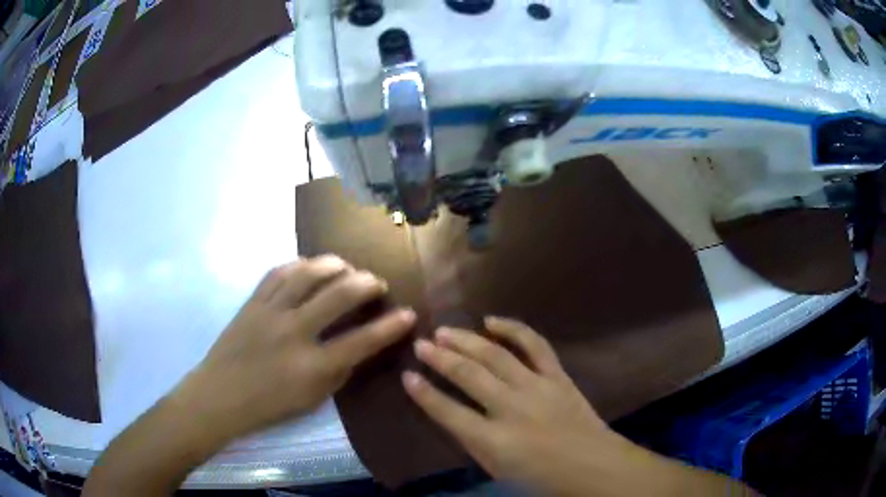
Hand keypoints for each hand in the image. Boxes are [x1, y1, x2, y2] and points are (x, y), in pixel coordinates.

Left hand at [175, 256, 415, 441]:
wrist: (220, 395)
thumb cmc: (269, 405)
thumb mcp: (312, 400)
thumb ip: (338, 372)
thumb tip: (358, 346)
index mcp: (312, 366)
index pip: (361, 341)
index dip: (390, 326)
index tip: (409, 314)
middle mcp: (293, 333)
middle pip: (337, 295)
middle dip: (366, 282)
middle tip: (377, 282)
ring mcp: (270, 313)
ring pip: (307, 274)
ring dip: (333, 265)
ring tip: (346, 267)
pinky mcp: (252, 302)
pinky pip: (278, 272)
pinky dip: (300, 265)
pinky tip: (310, 266)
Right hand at [402, 317, 629, 494]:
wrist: (593, 465)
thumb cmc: (542, 477)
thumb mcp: (498, 469)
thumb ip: (473, 442)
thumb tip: (453, 415)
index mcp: (494, 440)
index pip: (448, 412)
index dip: (423, 394)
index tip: (407, 376)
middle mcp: (512, 408)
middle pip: (468, 376)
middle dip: (440, 358)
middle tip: (421, 344)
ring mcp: (537, 387)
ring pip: (495, 355)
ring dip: (466, 341)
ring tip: (444, 330)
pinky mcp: (557, 376)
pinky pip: (534, 345)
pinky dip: (513, 329)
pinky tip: (491, 321)